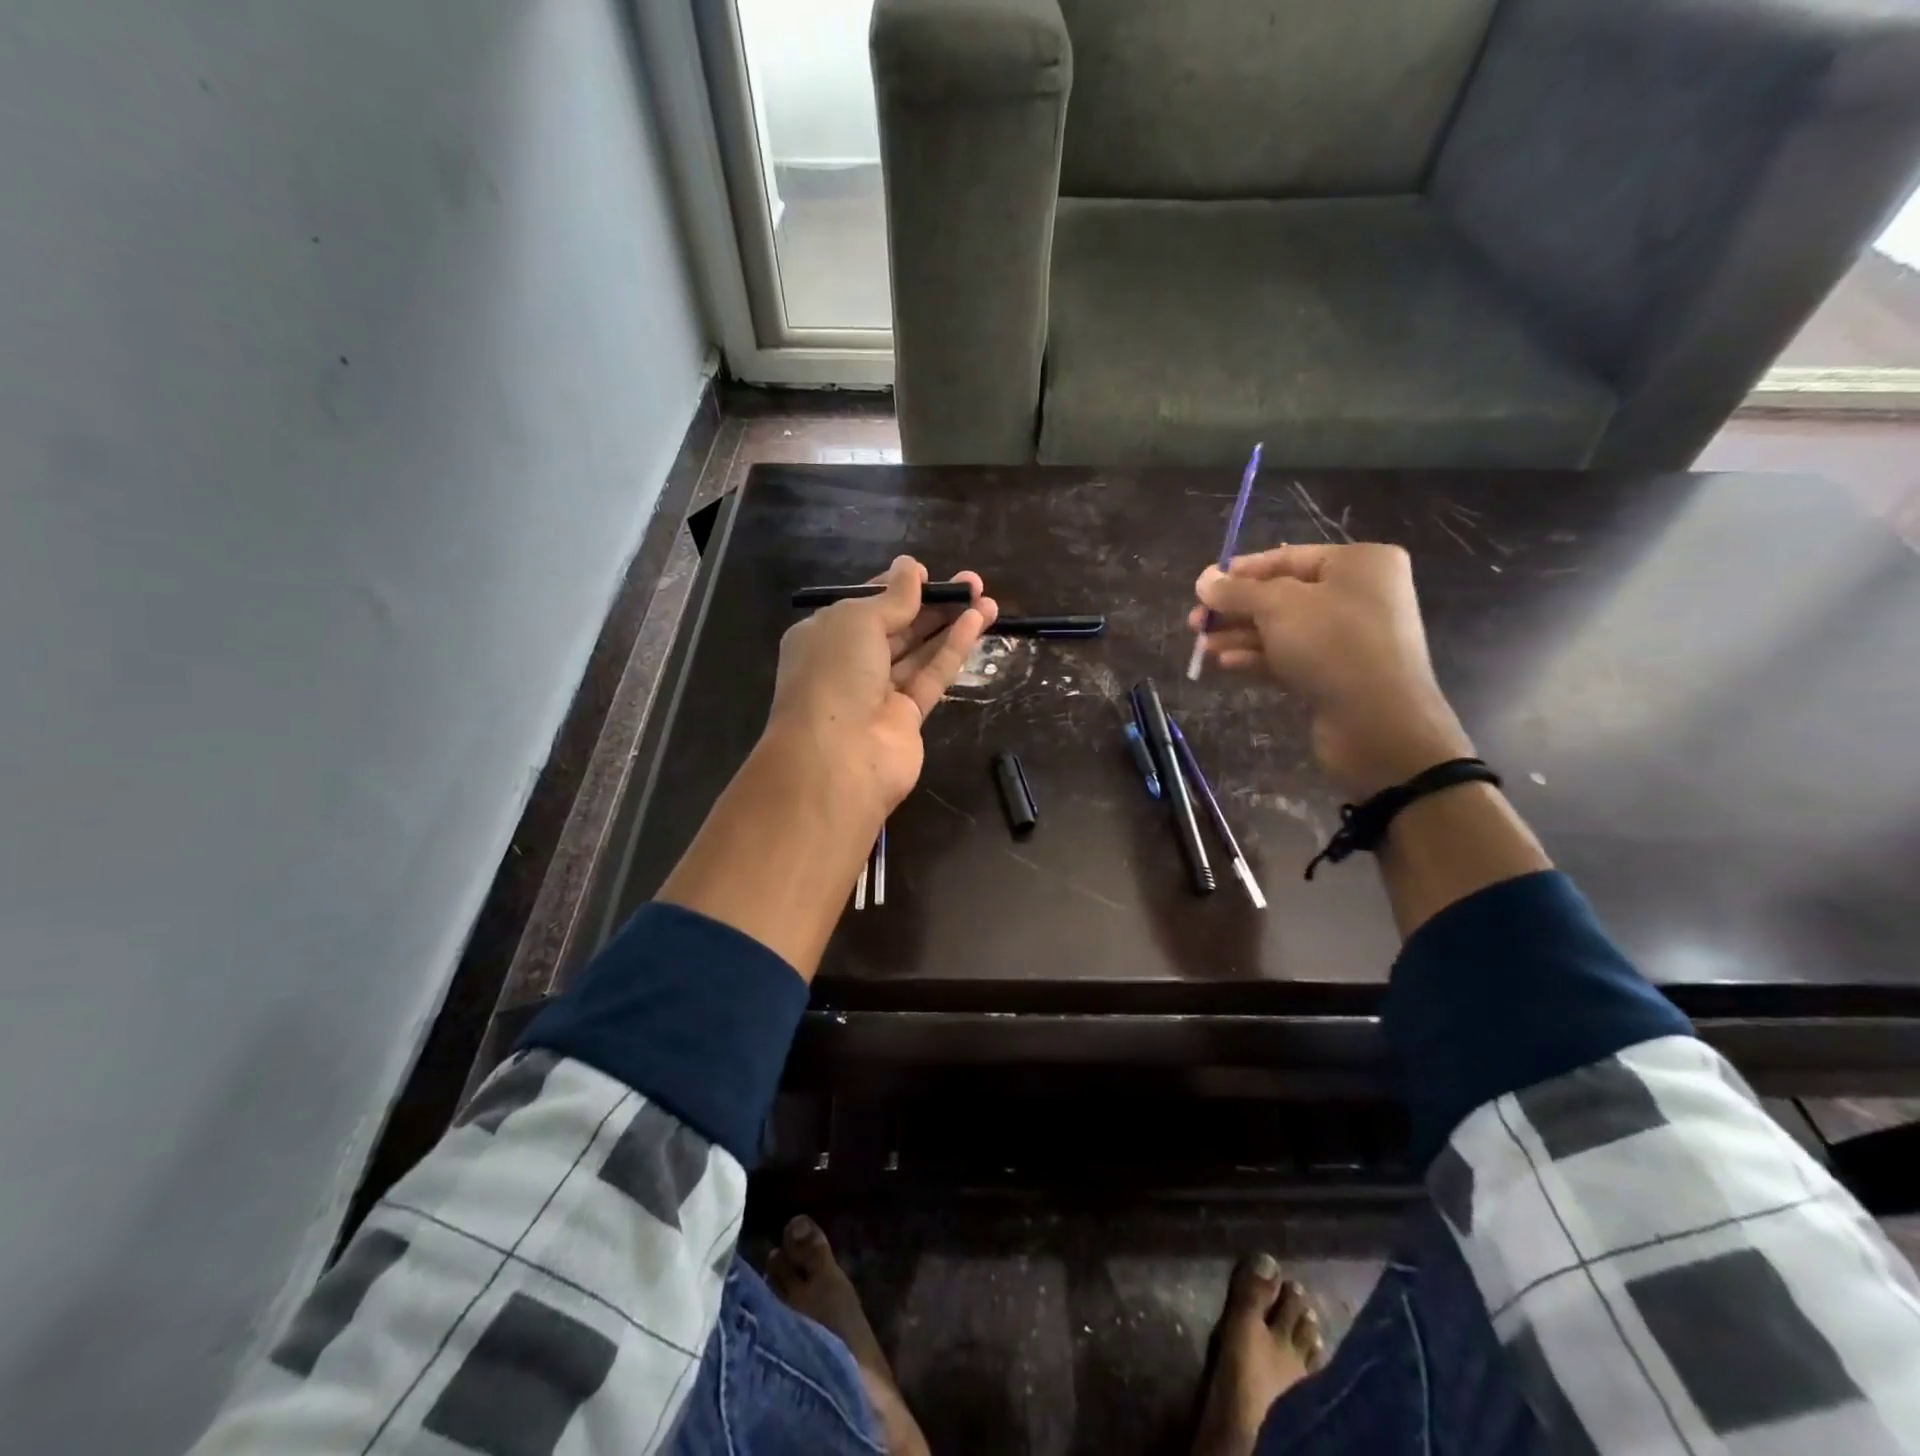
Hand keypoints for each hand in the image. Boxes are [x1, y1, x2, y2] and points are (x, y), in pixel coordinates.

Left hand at [767, 555, 997, 817]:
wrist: (836, 758)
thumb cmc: (834, 674)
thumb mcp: (858, 620)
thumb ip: (892, 598)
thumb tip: (911, 567)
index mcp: (824, 635)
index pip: (864, 605)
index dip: (896, 588)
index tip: (926, 573)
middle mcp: (848, 663)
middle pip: (896, 627)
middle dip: (932, 603)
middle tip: (972, 583)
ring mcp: (878, 694)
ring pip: (918, 651)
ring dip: (950, 624)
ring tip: (986, 599)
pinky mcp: (906, 718)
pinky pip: (931, 676)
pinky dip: (952, 650)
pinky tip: (977, 623)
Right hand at [1191, 543, 1473, 799]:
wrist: (1379, 723)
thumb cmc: (1332, 645)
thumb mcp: (1277, 607)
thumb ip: (1237, 591)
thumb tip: (1204, 580)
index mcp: (1358, 563)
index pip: (1287, 558)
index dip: (1240, 572)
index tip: (1201, 588)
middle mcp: (1359, 595)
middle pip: (1282, 596)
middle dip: (1236, 610)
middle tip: (1195, 624)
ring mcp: (1350, 638)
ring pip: (1283, 630)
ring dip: (1240, 637)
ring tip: (1203, 648)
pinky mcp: (1338, 675)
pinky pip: (1292, 657)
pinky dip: (1259, 658)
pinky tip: (1226, 664)